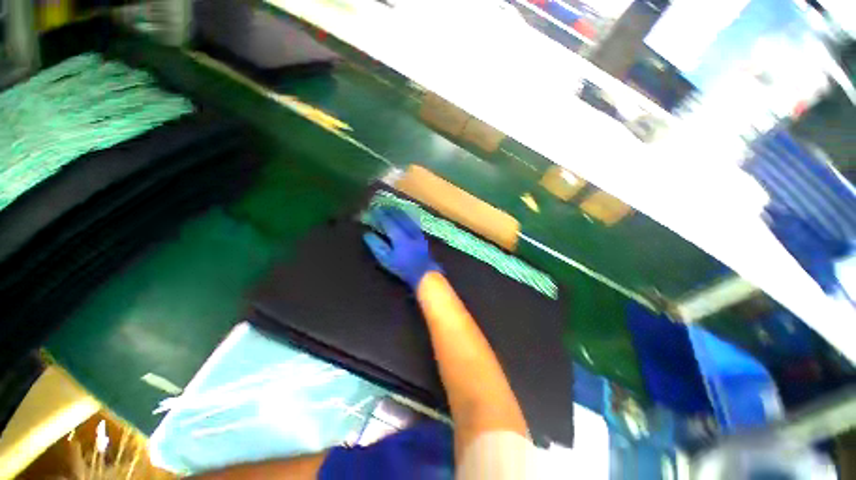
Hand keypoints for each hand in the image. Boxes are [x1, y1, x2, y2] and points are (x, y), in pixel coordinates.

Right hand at [363, 207, 440, 288]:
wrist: (425, 273)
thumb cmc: (403, 268)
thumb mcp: (386, 260)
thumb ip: (377, 246)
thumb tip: (367, 234)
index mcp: (399, 236)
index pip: (388, 221)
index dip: (380, 214)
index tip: (372, 208)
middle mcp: (409, 230)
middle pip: (398, 216)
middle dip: (389, 209)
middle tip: (381, 204)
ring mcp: (417, 232)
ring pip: (407, 217)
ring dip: (398, 211)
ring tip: (391, 207)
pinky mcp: (422, 235)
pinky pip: (413, 221)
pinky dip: (407, 216)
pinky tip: (405, 215)